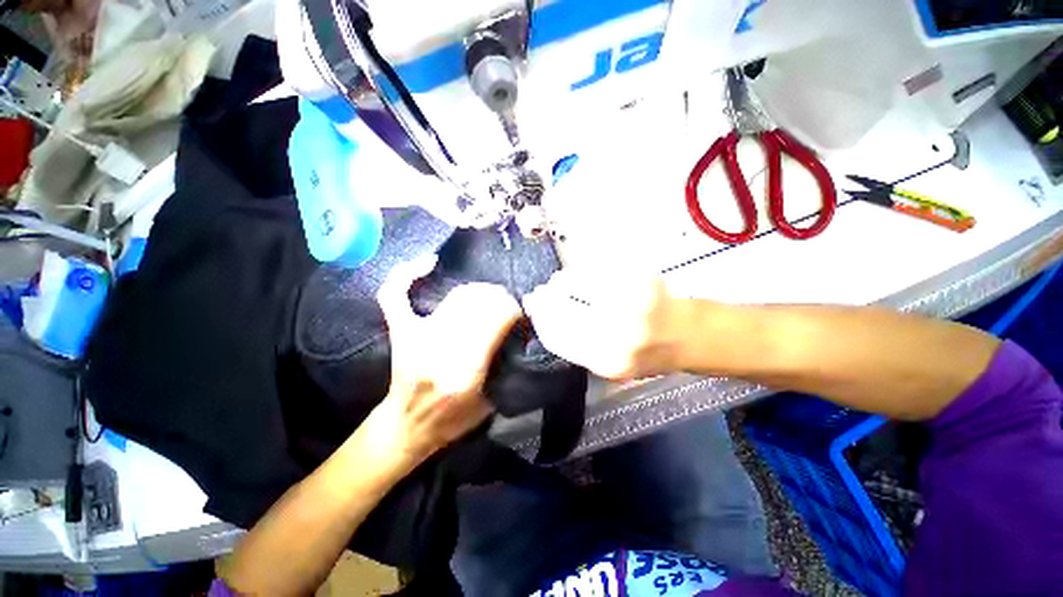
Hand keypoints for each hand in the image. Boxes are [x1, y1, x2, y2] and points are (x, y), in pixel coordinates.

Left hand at [362, 255, 521, 472]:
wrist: (407, 428)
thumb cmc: (453, 421)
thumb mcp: (491, 403)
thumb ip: (508, 368)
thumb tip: (521, 333)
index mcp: (466, 372)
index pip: (497, 321)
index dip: (514, 309)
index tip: (522, 311)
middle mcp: (440, 351)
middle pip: (478, 304)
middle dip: (500, 297)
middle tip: (509, 301)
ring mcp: (416, 337)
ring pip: (454, 297)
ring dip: (479, 290)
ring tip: (489, 293)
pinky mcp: (401, 331)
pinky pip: (396, 294)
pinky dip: (408, 274)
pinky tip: (429, 262)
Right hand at [522, 269, 691, 380]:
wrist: (689, 336)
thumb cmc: (646, 354)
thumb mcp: (612, 367)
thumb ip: (580, 350)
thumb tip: (546, 321)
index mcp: (607, 362)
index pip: (558, 337)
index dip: (540, 320)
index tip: (532, 309)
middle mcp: (618, 335)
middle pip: (563, 310)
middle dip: (545, 299)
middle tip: (539, 293)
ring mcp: (630, 304)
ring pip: (577, 285)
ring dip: (561, 283)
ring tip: (557, 282)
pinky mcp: (640, 281)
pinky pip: (597, 272)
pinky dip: (581, 273)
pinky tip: (578, 275)